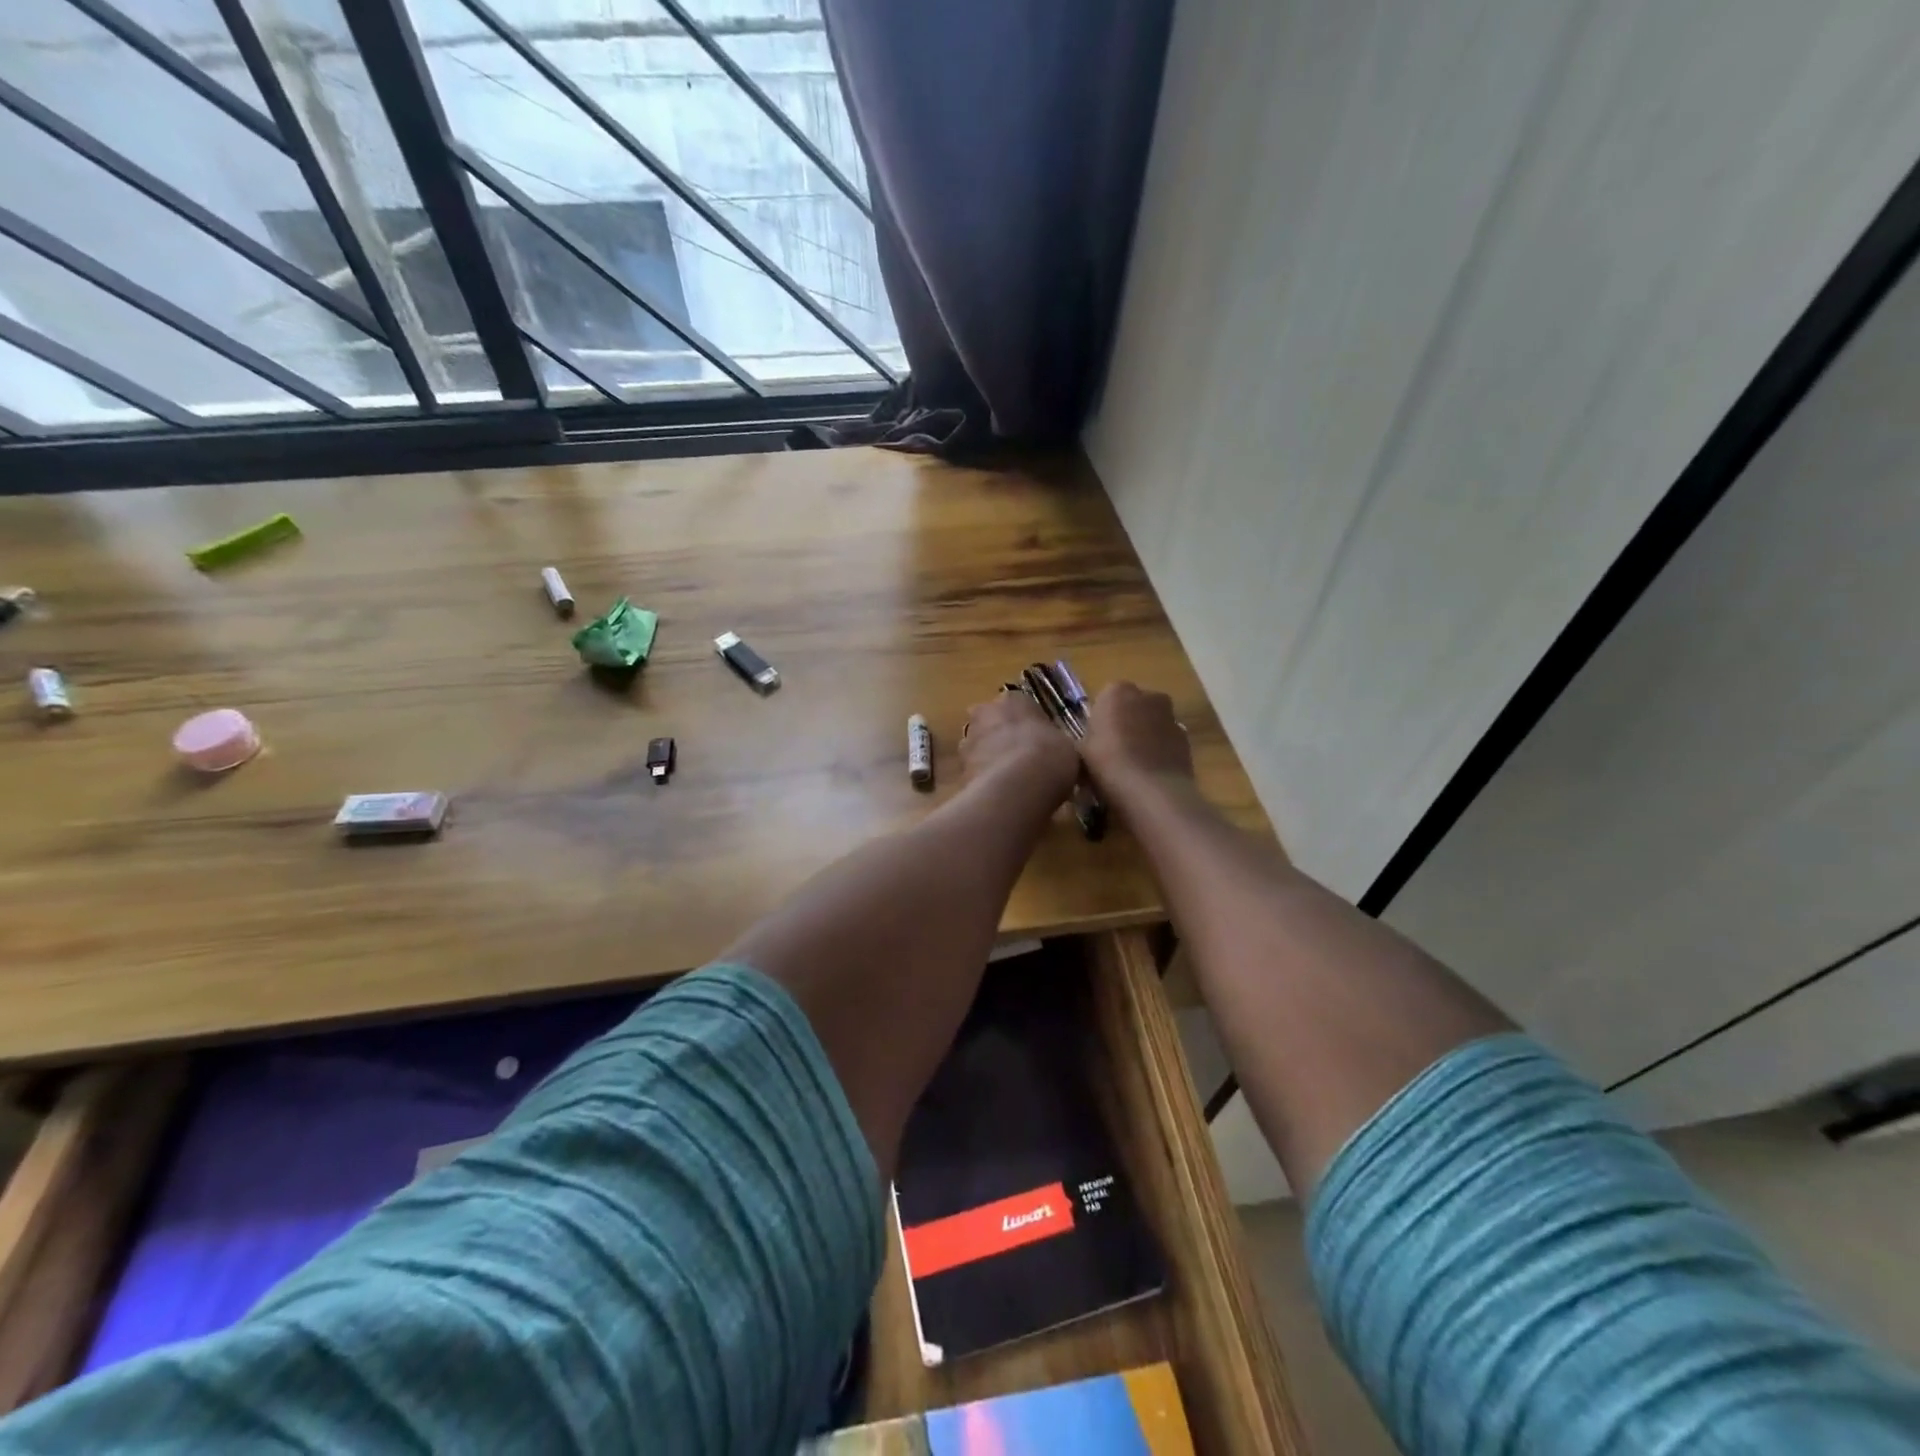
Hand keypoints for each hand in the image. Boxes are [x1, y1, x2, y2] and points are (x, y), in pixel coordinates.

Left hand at [960, 692, 1079, 805]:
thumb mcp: (1067, 747)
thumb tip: (1056, 756)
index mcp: (1013, 699)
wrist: (1017, 786)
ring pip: (980, 748)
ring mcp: (967, 741)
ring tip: (1011, 784)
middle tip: (1022, 762)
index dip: (1029, 726)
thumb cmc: (1050, 755)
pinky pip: (975, 773)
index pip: (1019, 706)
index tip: (1039, 743)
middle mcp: (984, 713)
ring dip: (990, 760)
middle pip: (993, 724)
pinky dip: (984, 782)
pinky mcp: (958, 770)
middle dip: (1002, 739)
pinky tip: (1000, 797)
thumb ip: (1055, 745)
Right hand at [1080, 682, 1193, 804]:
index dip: (1101, 720)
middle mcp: (1148, 696)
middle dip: (1126, 723)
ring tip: (1133, 767)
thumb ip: (1087, 739)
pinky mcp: (1187, 739)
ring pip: (1152, 723)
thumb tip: (1091, 743)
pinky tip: (1150, 775)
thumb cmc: (1107, 764)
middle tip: (1113, 751)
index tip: (1096, 741)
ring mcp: (1171, 716)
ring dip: (1145, 737)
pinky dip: (1160, 751)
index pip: (1106, 698)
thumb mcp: (1080, 752)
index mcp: (1117, 692)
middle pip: (1133, 707)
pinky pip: (1167, 741)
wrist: (1151, 791)